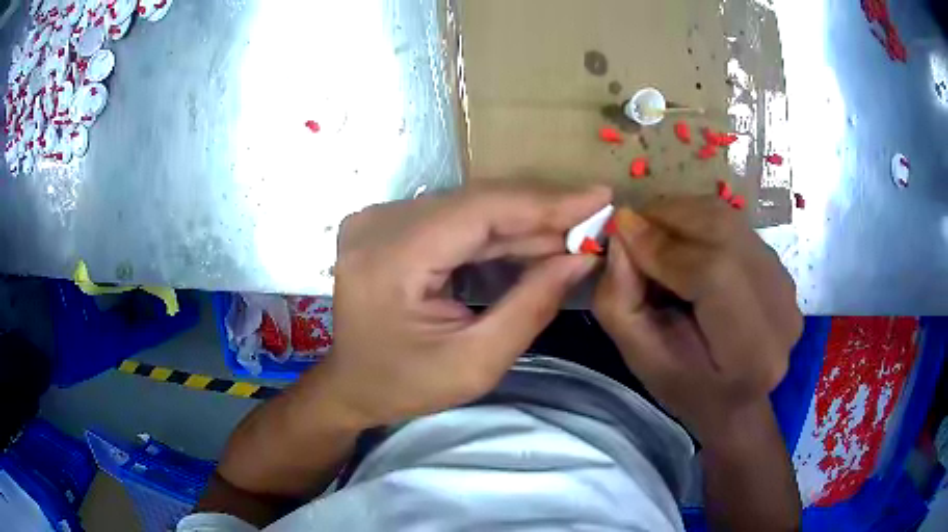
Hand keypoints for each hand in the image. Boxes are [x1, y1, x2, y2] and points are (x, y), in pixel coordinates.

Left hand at [320, 183, 610, 427]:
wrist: (352, 385)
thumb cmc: (406, 385)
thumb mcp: (476, 363)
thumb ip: (532, 306)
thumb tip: (581, 258)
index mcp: (390, 259)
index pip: (479, 211)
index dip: (544, 203)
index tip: (598, 198)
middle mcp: (378, 224)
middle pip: (475, 205)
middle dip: (540, 214)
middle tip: (593, 220)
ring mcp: (377, 219)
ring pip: (468, 208)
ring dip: (522, 223)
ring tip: (571, 234)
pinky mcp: (385, 224)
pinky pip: (452, 218)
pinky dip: (495, 231)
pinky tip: (532, 241)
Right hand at [592, 198, 802, 446]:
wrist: (735, 399)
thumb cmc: (684, 389)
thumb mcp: (639, 357)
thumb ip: (620, 299)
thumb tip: (622, 232)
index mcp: (749, 354)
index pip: (713, 275)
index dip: (663, 247)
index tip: (620, 231)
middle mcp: (781, 312)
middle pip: (724, 234)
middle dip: (669, 218)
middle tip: (631, 225)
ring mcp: (788, 286)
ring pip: (729, 220)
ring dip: (683, 214)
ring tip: (653, 232)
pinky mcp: (784, 268)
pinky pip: (736, 224)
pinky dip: (700, 220)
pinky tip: (682, 242)